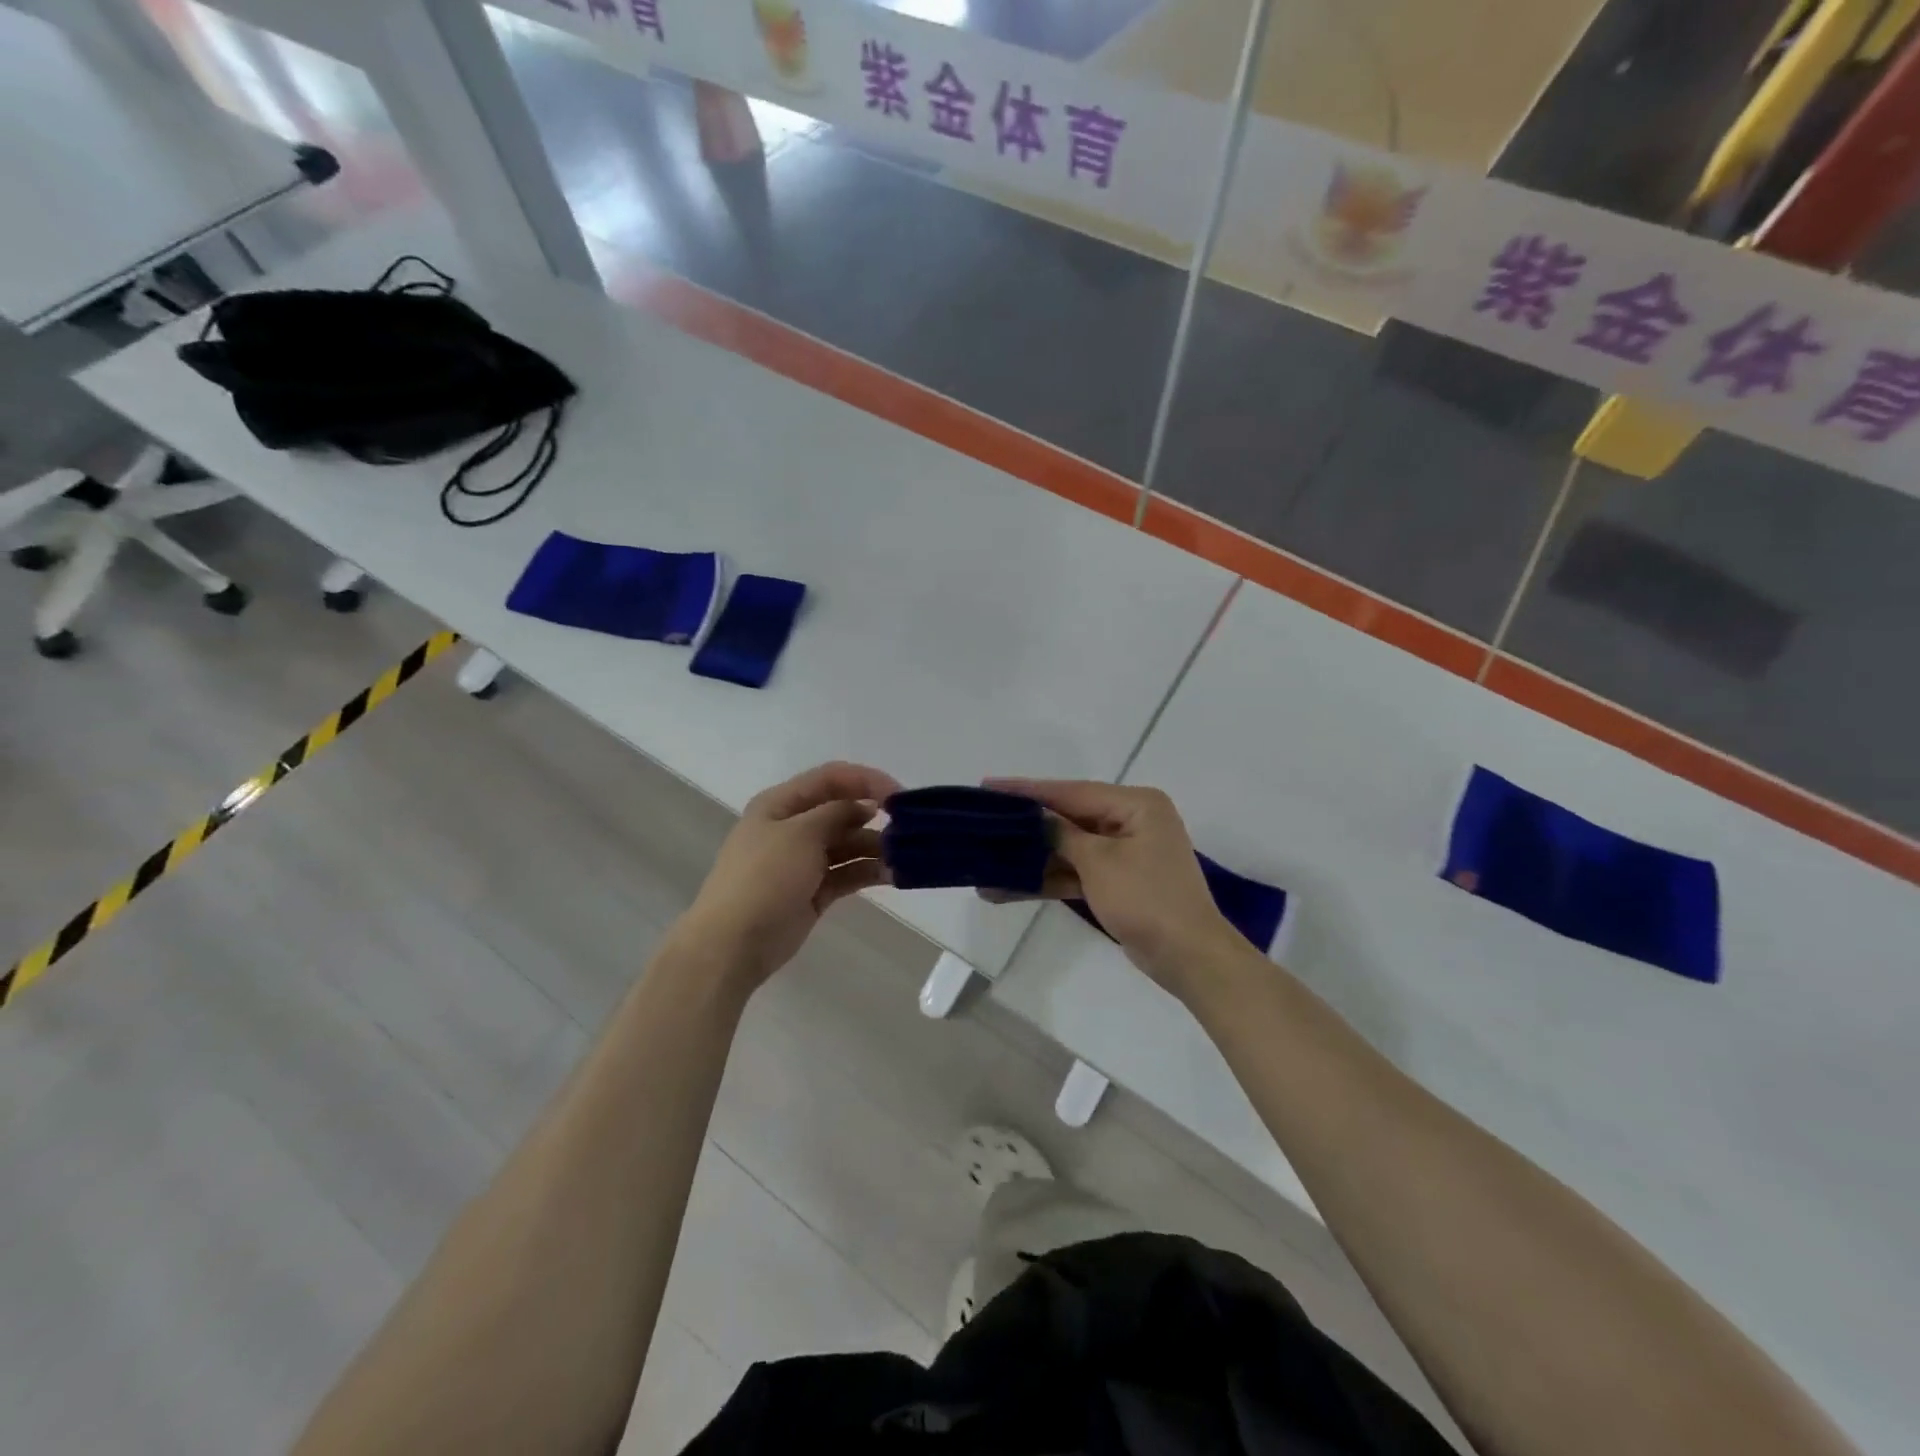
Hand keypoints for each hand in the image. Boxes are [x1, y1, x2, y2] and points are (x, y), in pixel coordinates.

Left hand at [676, 761, 899, 993]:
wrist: (733, 942)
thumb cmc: (764, 877)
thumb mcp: (801, 834)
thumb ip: (837, 812)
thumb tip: (866, 805)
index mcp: (781, 804)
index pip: (831, 778)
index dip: (866, 780)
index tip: (899, 796)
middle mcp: (793, 827)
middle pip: (842, 811)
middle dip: (875, 817)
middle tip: (908, 830)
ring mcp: (803, 860)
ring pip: (848, 844)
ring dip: (876, 847)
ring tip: (905, 856)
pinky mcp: (814, 891)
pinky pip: (847, 873)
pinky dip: (869, 872)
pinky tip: (894, 874)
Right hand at [987, 779, 1243, 1000]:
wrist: (1189, 958)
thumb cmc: (1147, 899)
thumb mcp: (1099, 861)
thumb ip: (1061, 833)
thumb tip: (1032, 816)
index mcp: (1135, 805)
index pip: (1071, 791)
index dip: (1028, 790)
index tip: (988, 786)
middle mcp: (1131, 821)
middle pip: (1067, 819)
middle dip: (1026, 828)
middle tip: (982, 822)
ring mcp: (1125, 853)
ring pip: (1068, 849)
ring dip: (1031, 860)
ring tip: (985, 865)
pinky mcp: (1117, 882)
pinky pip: (1076, 873)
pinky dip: (1048, 880)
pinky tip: (1008, 889)